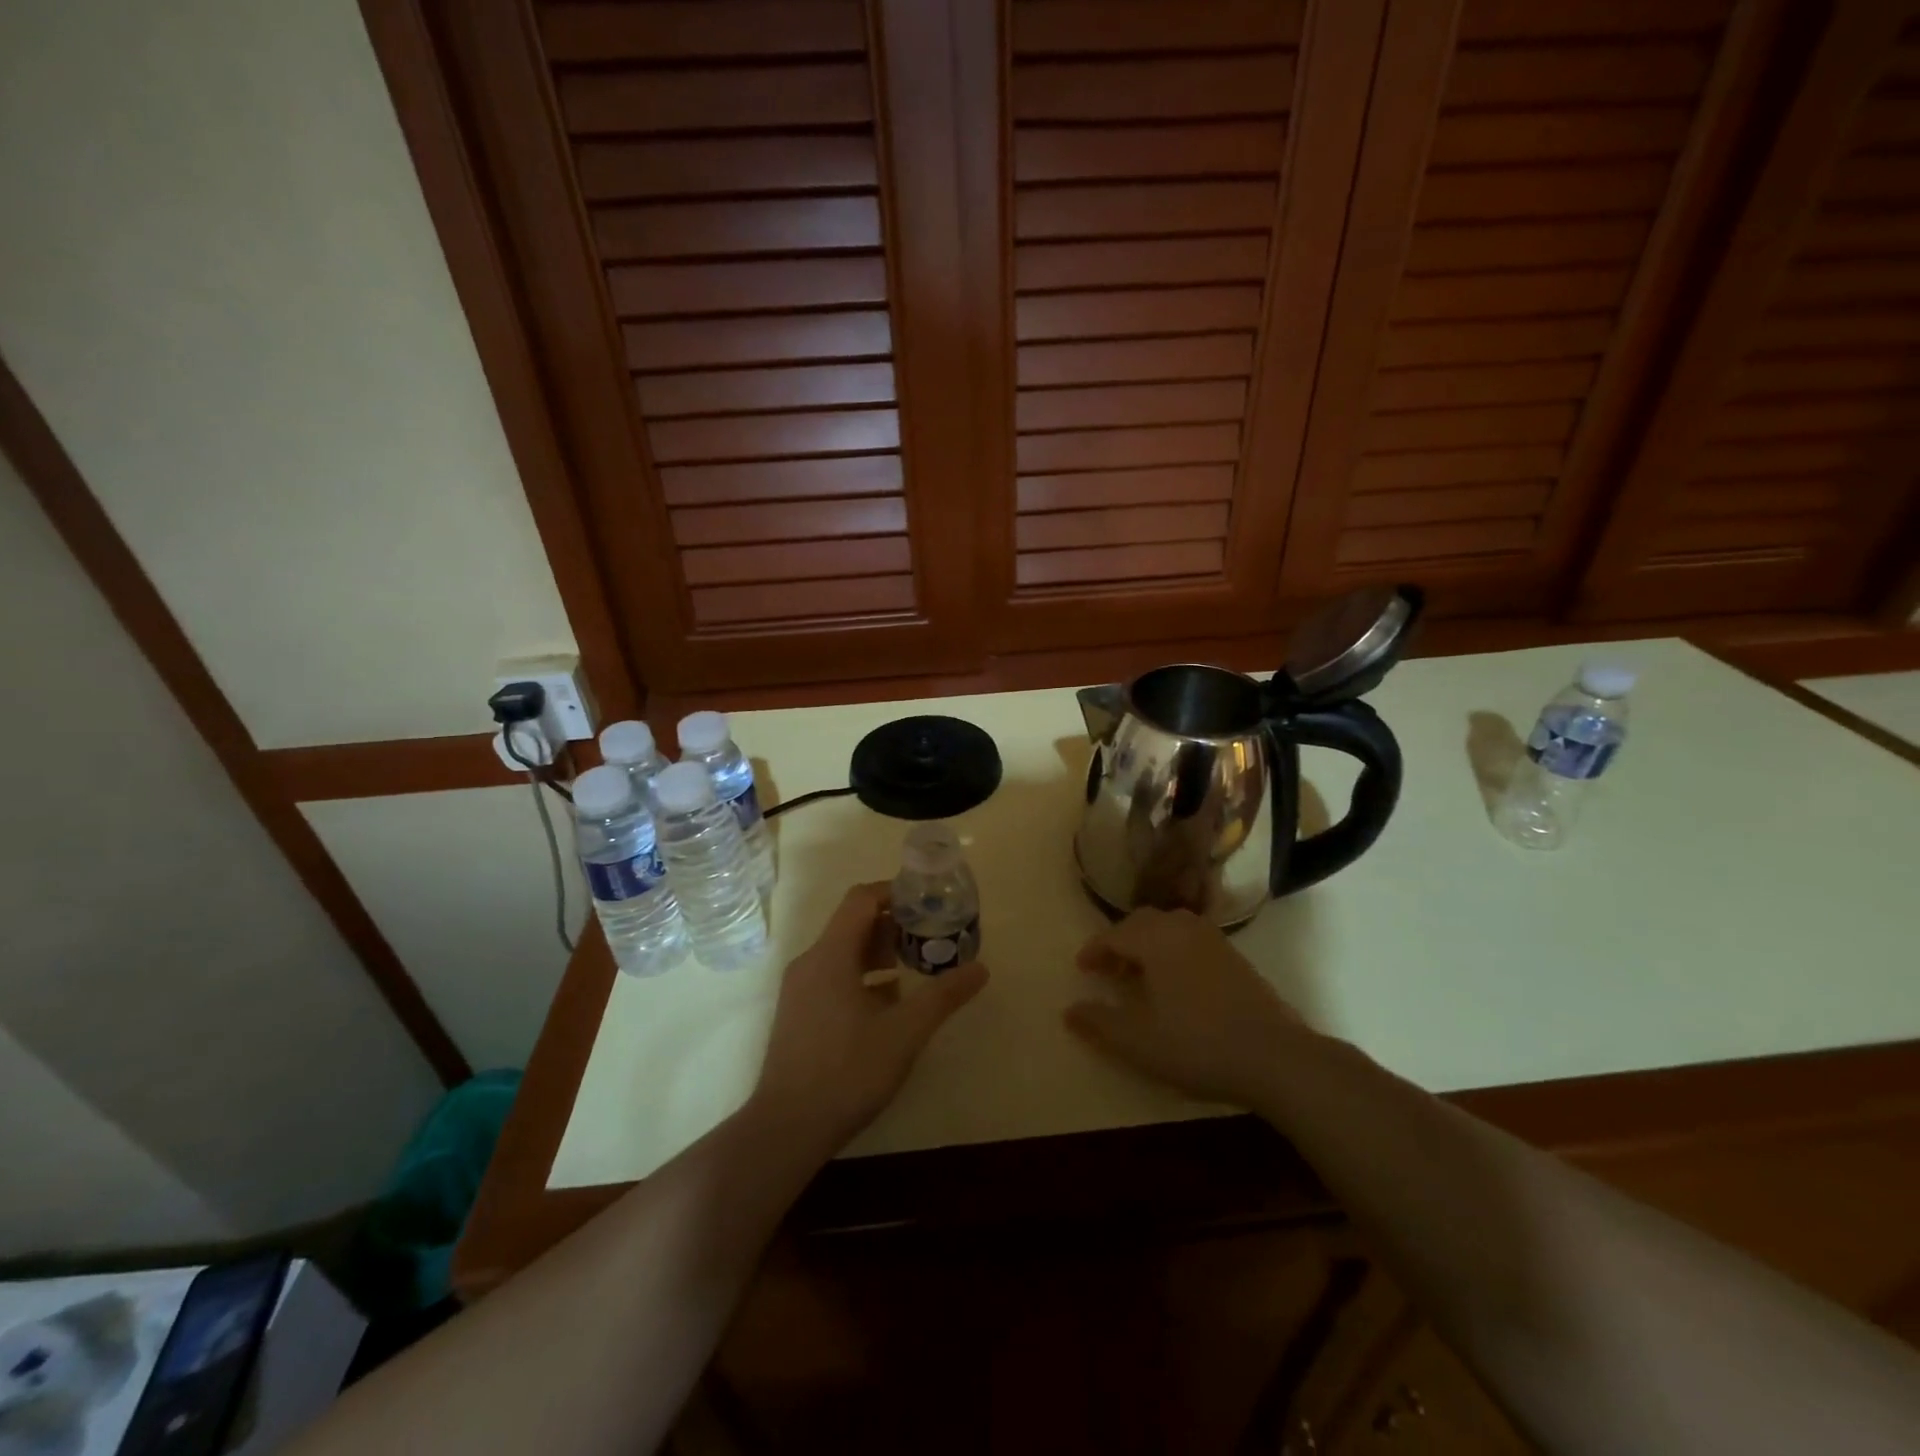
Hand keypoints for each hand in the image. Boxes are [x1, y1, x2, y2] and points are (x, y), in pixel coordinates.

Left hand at [747, 883, 988, 1155]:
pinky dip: (862, 977)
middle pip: (853, 924)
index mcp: (830, 955)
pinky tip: (888, 1005)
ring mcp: (800, 990)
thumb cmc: (847, 1071)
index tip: (927, 902)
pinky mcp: (798, 1015)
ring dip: (879, 953)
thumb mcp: (905, 1032)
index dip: (894, 892)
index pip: (861, 899)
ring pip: (843, 953)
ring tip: (914, 968)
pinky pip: (833, 977)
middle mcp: (810, 963)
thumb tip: (981, 968)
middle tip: (929, 937)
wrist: (787, 1129)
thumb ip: (943, 996)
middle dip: (893, 926)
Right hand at [1064, 907, 1305, 1107]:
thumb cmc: (1198, 1046)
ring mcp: (1214, 940)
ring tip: (1141, 977)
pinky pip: (1191, 940)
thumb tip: (1069, 1010)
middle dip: (1120, 942)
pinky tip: (1177, 985)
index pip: (1114, 934)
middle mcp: (1183, 929)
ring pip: (1170, 928)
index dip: (1094, 951)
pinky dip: (1173, 952)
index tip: (1082, 969)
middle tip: (1109, 972)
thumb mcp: (1138, 1042)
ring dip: (1148, 945)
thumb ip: (1099, 1023)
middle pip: (1142, 922)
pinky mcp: (1236, 958)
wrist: (1275, 1057)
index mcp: (1156, 940)